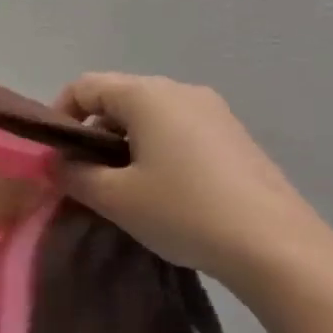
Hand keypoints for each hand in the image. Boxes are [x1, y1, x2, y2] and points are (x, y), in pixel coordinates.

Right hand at [54, 72, 332, 291]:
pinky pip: (180, 131)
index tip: (55, 156)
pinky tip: (165, 192)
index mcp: (148, 95)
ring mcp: (214, 112)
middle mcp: (182, 90)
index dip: (59, 116)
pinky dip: (157, 151)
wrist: (276, 246)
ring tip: (124, 189)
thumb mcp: (115, 198)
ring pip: (150, 116)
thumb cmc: (184, 212)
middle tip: (85, 178)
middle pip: (118, 98)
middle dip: (93, 134)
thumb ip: (74, 174)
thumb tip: (57, 162)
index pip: (85, 86)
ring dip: (125, 144)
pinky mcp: (235, 137)